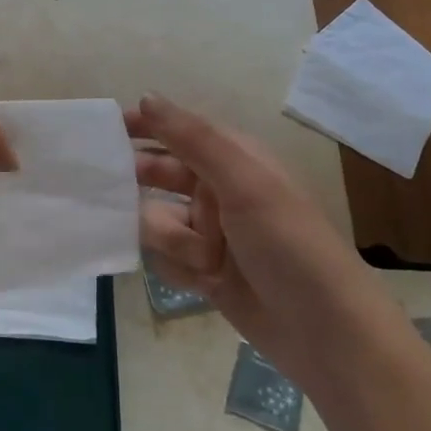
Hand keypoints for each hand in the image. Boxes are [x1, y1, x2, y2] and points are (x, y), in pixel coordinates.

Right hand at [129, 94, 368, 351]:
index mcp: (234, 160)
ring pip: (157, 220)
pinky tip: (204, 281)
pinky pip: (166, 259)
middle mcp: (218, 191)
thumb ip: (192, 139)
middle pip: (159, 175)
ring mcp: (210, 234)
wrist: (326, 333)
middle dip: (143, 186)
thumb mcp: (244, 182)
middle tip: (109, 192)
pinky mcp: (205, 272)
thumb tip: (147, 97)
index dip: (143, 125)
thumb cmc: (288, 244)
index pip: (178, 130)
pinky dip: (179, 268)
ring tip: (203, 258)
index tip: (104, 128)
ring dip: (170, 238)